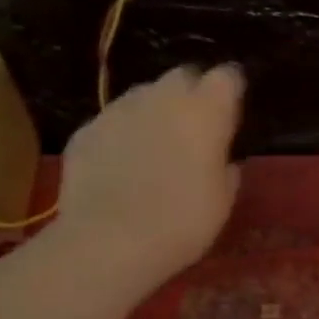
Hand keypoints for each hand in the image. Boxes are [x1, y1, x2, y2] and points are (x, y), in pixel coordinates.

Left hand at [56, 64, 243, 276]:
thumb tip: (222, 160)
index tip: (232, 112)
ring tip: (156, 147)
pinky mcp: (86, 130)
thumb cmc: (182, 222)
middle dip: (191, 93)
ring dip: (155, 111)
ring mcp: (119, 110)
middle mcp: (163, 97)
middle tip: (195, 128)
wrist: (108, 242)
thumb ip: (225, 168)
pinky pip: (113, 122)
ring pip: (144, 95)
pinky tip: (122, 166)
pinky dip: (122, 135)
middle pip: (183, 76)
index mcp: (206, 111)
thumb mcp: (223, 200)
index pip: (227, 76)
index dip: (231, 91)